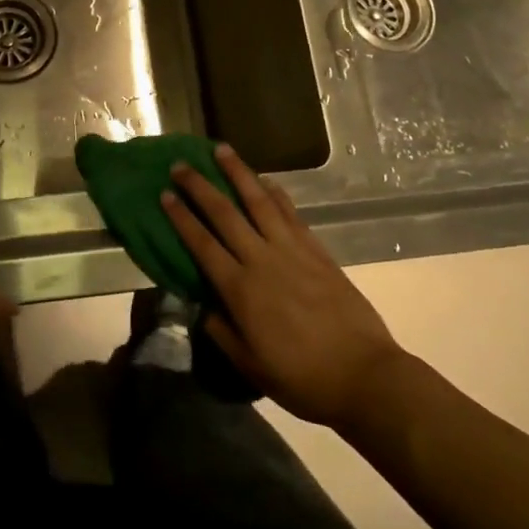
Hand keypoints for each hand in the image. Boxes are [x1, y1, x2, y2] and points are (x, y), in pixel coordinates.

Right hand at [163, 145, 404, 431]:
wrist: (364, 376)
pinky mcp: (316, 250)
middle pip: (224, 213)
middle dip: (199, 186)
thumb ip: (222, 332)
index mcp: (240, 289)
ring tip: (221, 150)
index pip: (202, 243)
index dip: (181, 217)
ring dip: (238, 173)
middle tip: (181, 165)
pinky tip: (265, 180)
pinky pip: (290, 213)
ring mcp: (291, 250)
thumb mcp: (250, 365)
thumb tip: (202, 306)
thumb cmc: (302, 378)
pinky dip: (275, 192)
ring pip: (259, 201)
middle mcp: (262, 259)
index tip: (164, 194)